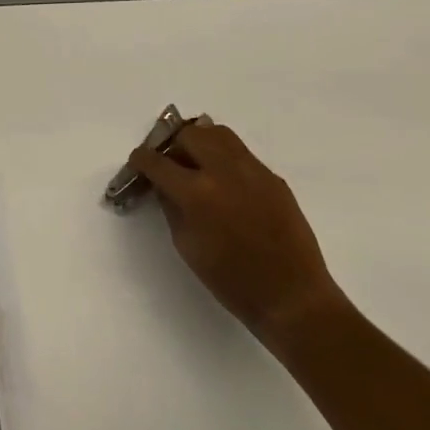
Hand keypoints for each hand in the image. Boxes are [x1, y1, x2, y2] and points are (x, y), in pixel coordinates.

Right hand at [130, 122, 344, 354]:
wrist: (292, 296)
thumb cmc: (232, 281)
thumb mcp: (187, 246)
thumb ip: (171, 207)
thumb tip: (164, 185)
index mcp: (197, 193)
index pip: (158, 161)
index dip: (141, 160)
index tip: (137, 163)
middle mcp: (224, 171)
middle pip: (189, 134)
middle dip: (172, 145)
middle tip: (169, 165)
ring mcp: (253, 170)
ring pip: (218, 133)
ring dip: (200, 142)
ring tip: (196, 164)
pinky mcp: (274, 177)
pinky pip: (241, 153)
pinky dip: (224, 158)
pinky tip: (225, 184)